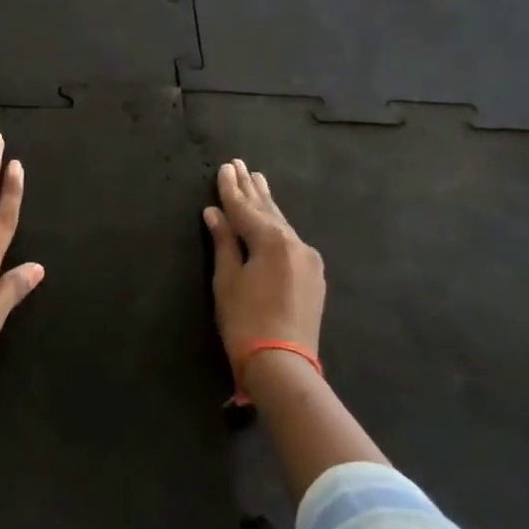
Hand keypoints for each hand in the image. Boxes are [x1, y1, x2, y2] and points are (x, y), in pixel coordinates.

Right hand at [203, 159, 325, 364]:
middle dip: (252, 189)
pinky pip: (291, 241)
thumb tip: (214, 213)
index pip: (244, 209)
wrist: (283, 363)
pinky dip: (277, 226)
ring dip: (267, 204)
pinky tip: (273, 219)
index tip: (224, 167)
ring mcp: (309, 260)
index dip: (230, 189)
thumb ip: (223, 242)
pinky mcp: (313, 276)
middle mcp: (295, 244)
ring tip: (258, 180)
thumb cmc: (245, 320)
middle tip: (241, 165)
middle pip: (268, 211)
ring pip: (282, 225)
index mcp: (272, 241)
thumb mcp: (227, 279)